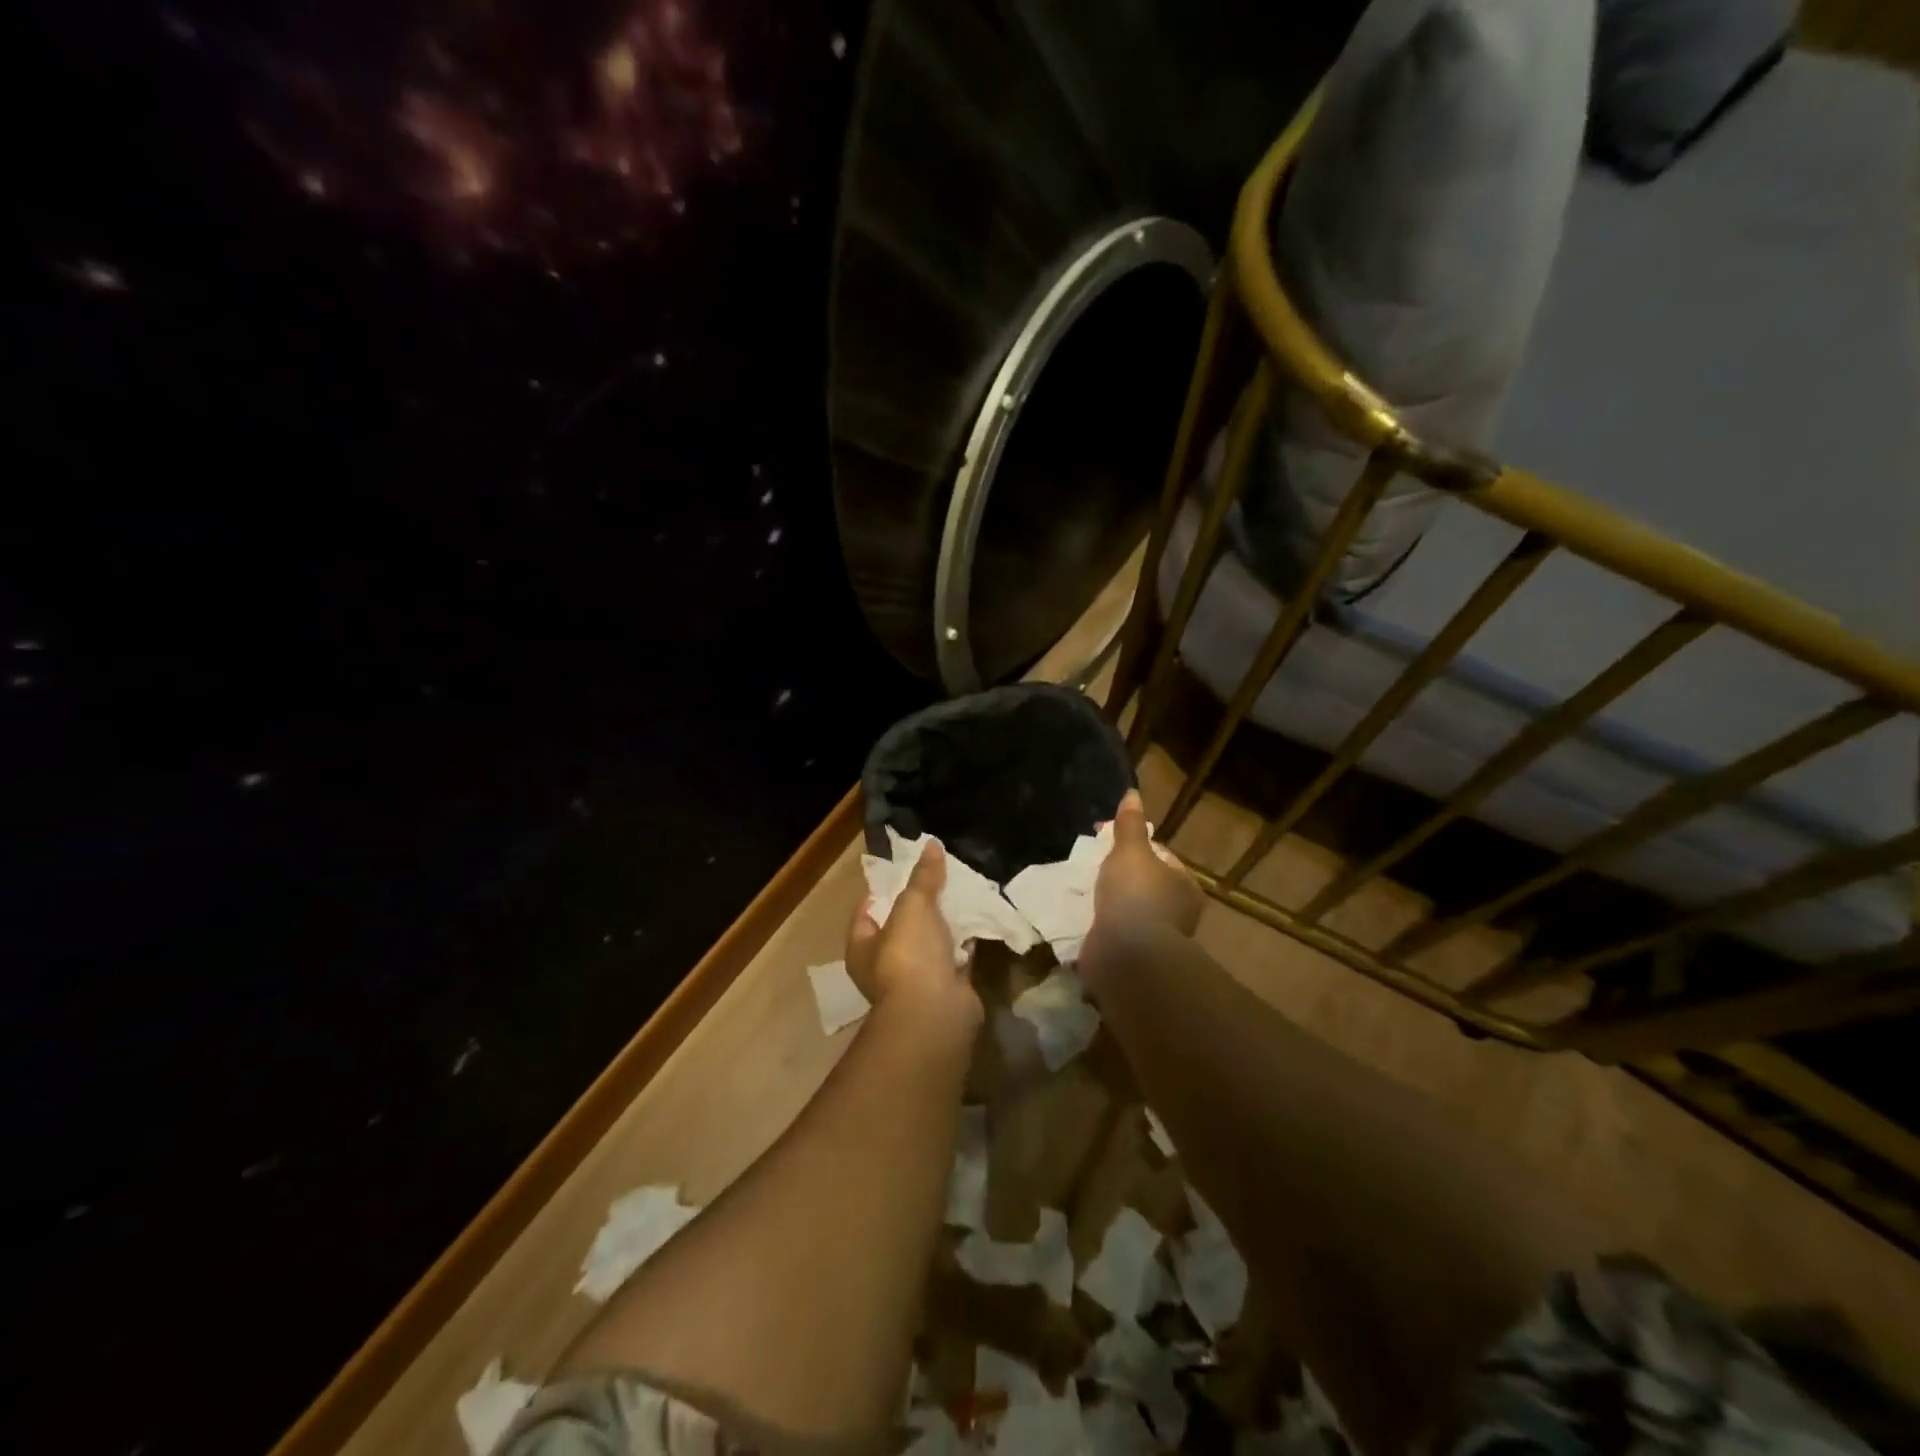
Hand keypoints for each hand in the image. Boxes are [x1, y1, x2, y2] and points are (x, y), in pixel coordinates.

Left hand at [846, 840, 981, 1032]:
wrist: (935, 1013)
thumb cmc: (909, 955)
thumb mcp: (913, 905)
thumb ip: (923, 876)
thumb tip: (931, 844)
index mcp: (862, 947)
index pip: (868, 909)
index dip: (884, 888)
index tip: (907, 868)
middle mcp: (884, 965)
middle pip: (901, 926)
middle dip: (921, 904)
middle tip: (941, 877)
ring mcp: (916, 979)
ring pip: (930, 942)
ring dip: (945, 923)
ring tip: (962, 893)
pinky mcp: (945, 987)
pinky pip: (955, 957)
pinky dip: (965, 942)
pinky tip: (978, 920)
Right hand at [1092, 789, 1202, 941]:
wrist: (1127, 956)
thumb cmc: (1136, 896)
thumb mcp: (1131, 850)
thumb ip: (1130, 824)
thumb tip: (1132, 794)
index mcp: (1185, 886)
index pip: (1160, 855)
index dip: (1132, 843)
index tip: (1103, 838)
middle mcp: (1177, 912)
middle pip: (1144, 881)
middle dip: (1119, 873)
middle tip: (1091, 863)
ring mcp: (1156, 936)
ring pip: (1129, 907)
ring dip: (1109, 899)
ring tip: (1082, 888)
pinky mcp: (1134, 955)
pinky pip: (1116, 930)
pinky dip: (1102, 923)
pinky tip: (1083, 915)